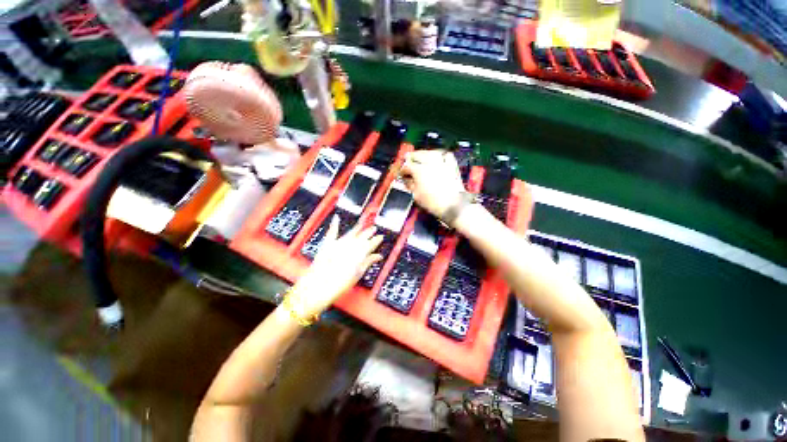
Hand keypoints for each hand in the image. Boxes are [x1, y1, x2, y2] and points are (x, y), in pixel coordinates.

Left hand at [290, 216, 382, 317]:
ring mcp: (339, 243)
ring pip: (351, 233)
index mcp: (360, 253)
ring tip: (363, 223)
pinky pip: (332, 232)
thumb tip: (377, 256)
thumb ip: (368, 262)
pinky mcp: (328, 244)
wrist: (318, 286)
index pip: (371, 244)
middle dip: (369, 232)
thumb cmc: (339, 283)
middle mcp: (350, 245)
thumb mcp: (357, 274)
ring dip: (357, 228)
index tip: (381, 237)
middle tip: (374, 229)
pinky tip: (336, 218)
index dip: (377, 240)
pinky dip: (334, 224)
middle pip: (362, 236)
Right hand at [399, 150, 464, 218]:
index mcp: (419, 170)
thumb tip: (407, 180)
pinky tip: (439, 157)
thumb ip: (410, 185)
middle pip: (418, 155)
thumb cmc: (432, 202)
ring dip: (425, 153)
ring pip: (431, 152)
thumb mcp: (416, 195)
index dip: (402, 171)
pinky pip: (446, 155)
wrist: (452, 205)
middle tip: (408, 159)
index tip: (402, 175)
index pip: (407, 167)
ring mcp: (442, 163)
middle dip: (411, 157)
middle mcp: (430, 163)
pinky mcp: (452, 166)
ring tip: (421, 155)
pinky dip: (441, 155)